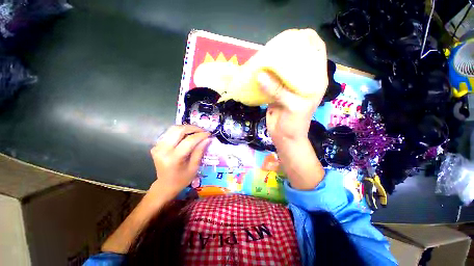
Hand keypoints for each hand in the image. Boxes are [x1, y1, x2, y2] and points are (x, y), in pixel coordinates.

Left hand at [149, 125, 210, 198]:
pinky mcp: (156, 145)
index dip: (200, 135)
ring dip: (187, 128)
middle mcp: (163, 150)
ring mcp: (157, 146)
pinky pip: (170, 133)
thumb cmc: (182, 179)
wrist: (165, 185)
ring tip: (197, 132)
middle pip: (179, 130)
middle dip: (193, 128)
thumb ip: (200, 151)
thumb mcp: (194, 167)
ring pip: (173, 128)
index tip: (209, 134)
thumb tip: (208, 138)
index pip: (189, 141)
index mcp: (173, 159)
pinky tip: (188, 135)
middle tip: (203, 131)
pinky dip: (181, 131)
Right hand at [257, 29, 327, 142]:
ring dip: (274, 62)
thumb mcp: (292, 107)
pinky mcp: (277, 92)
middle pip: (297, 57)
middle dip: (287, 49)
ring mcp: (289, 86)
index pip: (316, 50)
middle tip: (272, 48)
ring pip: (283, 68)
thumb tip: (260, 74)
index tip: (291, 36)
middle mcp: (303, 79)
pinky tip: (258, 71)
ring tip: (263, 57)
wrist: (285, 137)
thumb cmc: (295, 124)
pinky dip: (266, 75)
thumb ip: (278, 91)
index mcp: (314, 79)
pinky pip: (272, 79)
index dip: (307, 39)